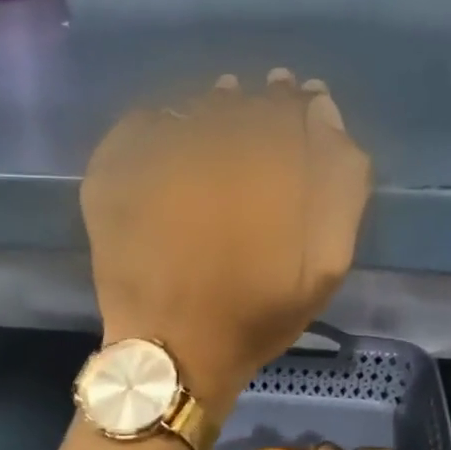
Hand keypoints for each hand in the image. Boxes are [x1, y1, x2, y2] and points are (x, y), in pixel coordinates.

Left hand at [81, 70, 370, 410]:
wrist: (172, 352)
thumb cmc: (254, 315)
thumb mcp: (326, 264)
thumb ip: (340, 185)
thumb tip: (324, 114)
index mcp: (261, 169)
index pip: (285, 107)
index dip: (295, 100)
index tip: (299, 97)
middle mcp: (204, 152)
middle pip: (237, 104)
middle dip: (256, 100)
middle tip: (262, 98)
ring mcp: (150, 161)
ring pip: (189, 109)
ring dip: (210, 106)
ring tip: (221, 110)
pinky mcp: (110, 177)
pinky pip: (138, 126)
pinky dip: (159, 120)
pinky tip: (174, 129)